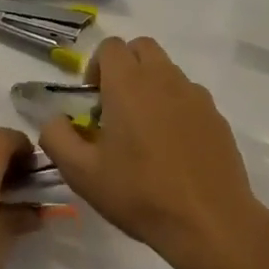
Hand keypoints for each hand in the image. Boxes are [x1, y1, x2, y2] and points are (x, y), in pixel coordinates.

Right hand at [39, 37, 268, 268]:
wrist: (210, 222)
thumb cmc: (140, 194)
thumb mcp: (83, 174)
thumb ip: (57, 137)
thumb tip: (52, 118)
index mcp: (128, 83)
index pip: (110, 46)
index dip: (96, 66)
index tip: (93, 99)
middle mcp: (163, 77)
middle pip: (141, 48)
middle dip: (125, 66)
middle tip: (116, 105)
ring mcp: (194, 94)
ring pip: (168, 70)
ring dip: (151, 85)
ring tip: (145, 129)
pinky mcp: (216, 115)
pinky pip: (190, 96)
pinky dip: (177, 106)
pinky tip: (173, 146)